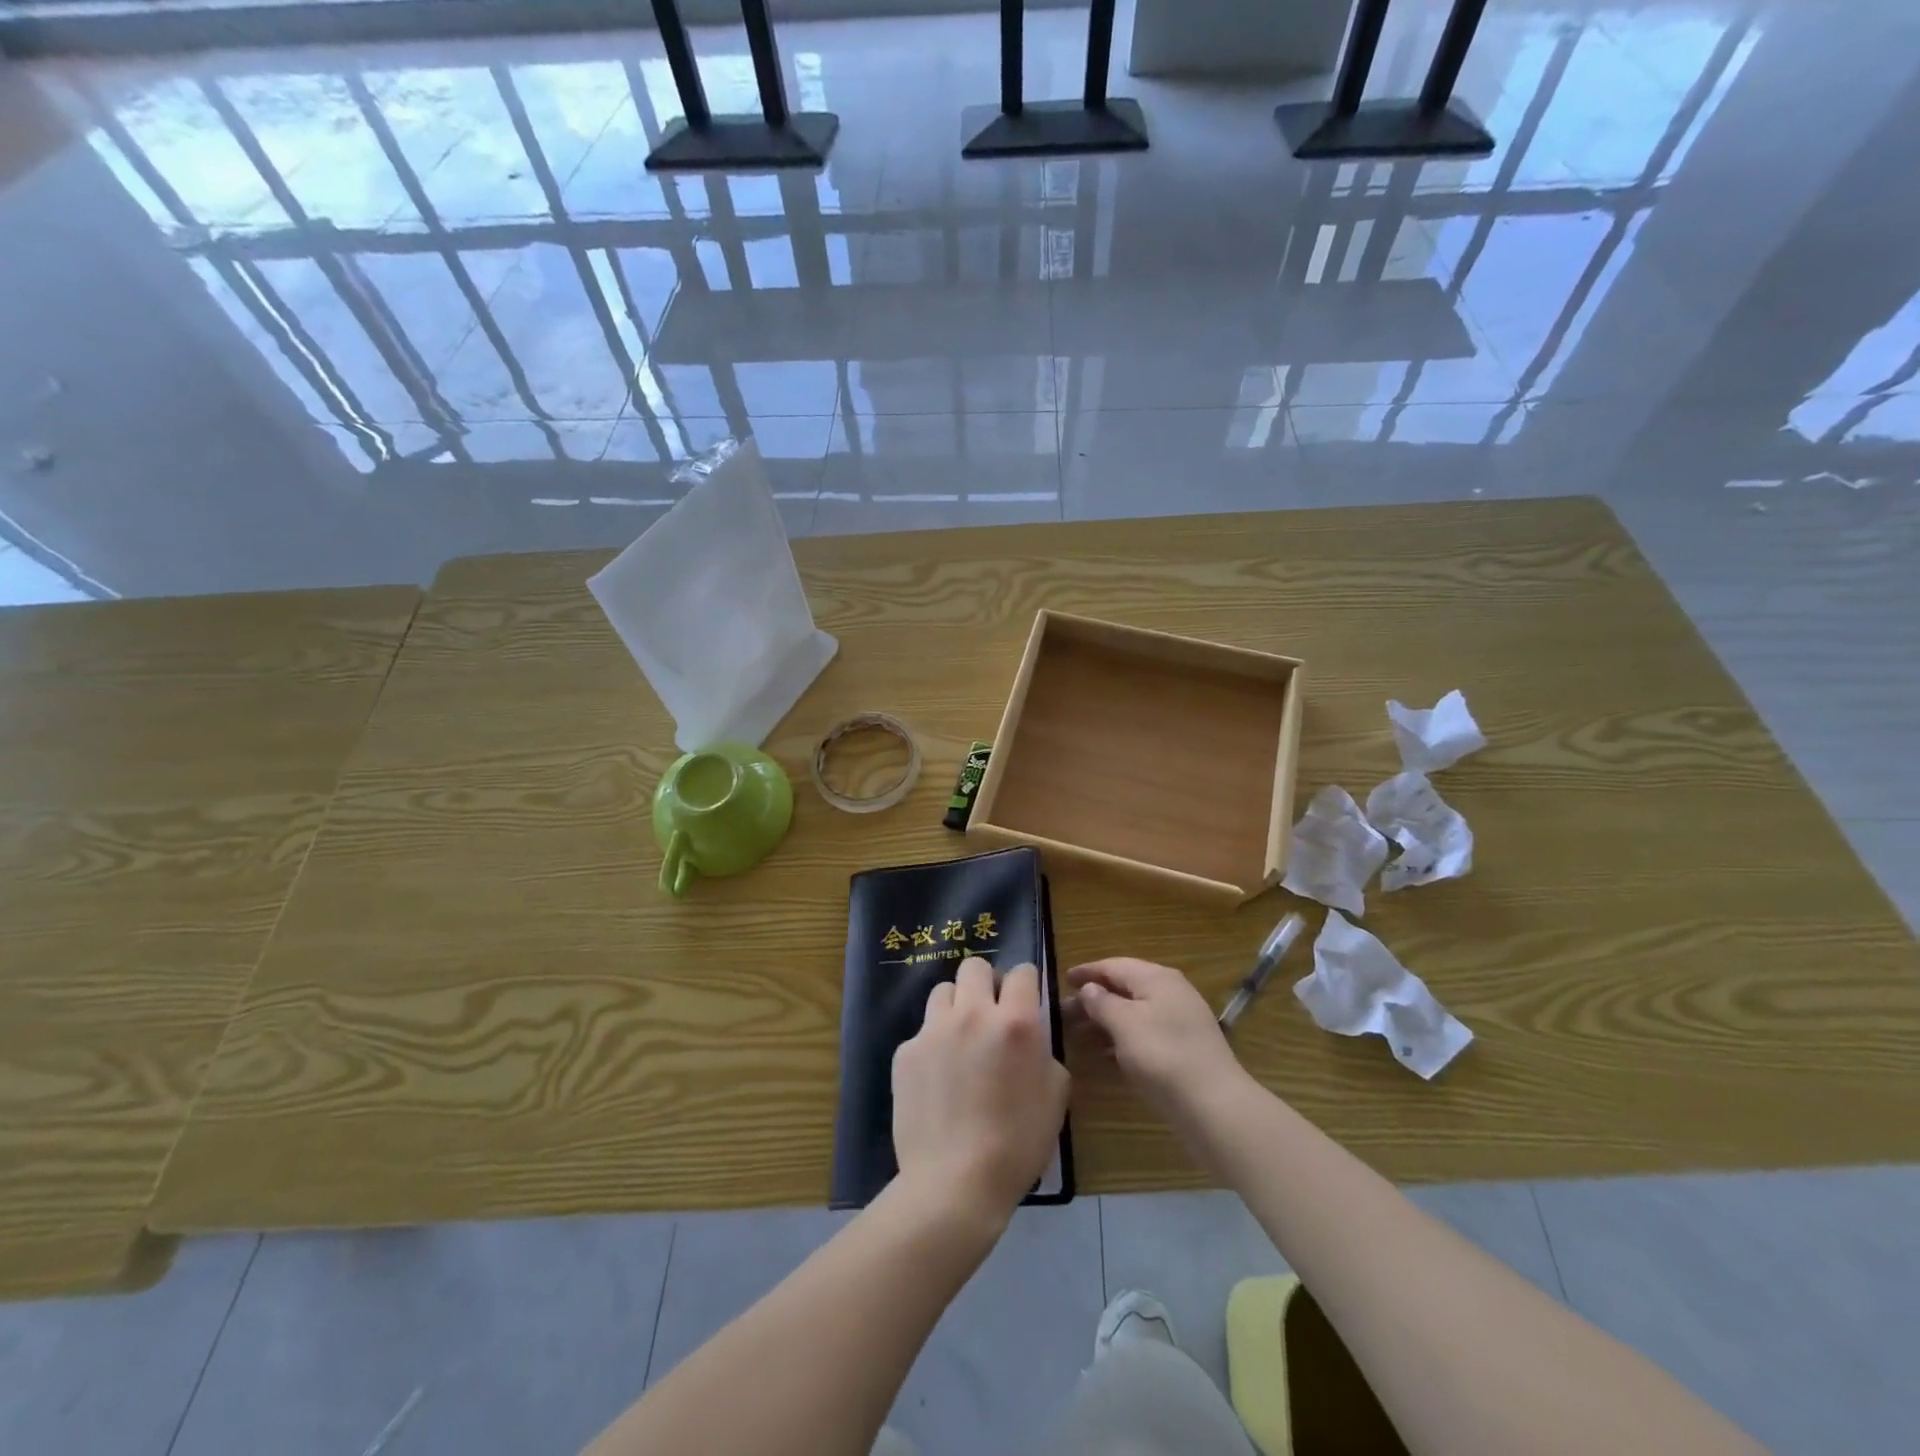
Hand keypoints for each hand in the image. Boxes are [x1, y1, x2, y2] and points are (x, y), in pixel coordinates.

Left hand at [892, 957, 1069, 1226]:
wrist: (954, 1183)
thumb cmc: (1017, 1144)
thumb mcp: (1055, 1096)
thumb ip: (1045, 1052)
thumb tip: (1033, 1038)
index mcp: (1015, 1022)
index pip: (1022, 971)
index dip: (1026, 982)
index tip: (1025, 999)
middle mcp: (972, 1014)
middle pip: (975, 966)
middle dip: (987, 983)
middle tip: (991, 1013)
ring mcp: (933, 1030)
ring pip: (944, 992)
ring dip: (957, 1007)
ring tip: (961, 1040)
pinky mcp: (906, 1051)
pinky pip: (923, 1031)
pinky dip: (934, 1044)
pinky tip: (938, 1078)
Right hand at [1066, 958, 1249, 1119]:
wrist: (1214, 1105)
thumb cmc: (1162, 1055)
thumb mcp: (1124, 1024)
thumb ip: (1102, 1002)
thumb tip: (1089, 988)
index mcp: (1156, 978)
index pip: (1114, 965)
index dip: (1087, 971)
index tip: (1062, 979)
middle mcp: (1170, 992)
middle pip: (1125, 988)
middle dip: (1094, 999)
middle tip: (1065, 1013)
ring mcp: (1180, 1021)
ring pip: (1134, 1013)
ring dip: (1106, 1021)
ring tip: (1078, 1035)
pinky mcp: (1184, 1048)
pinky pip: (1145, 1034)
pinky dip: (1122, 1039)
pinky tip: (1105, 1056)